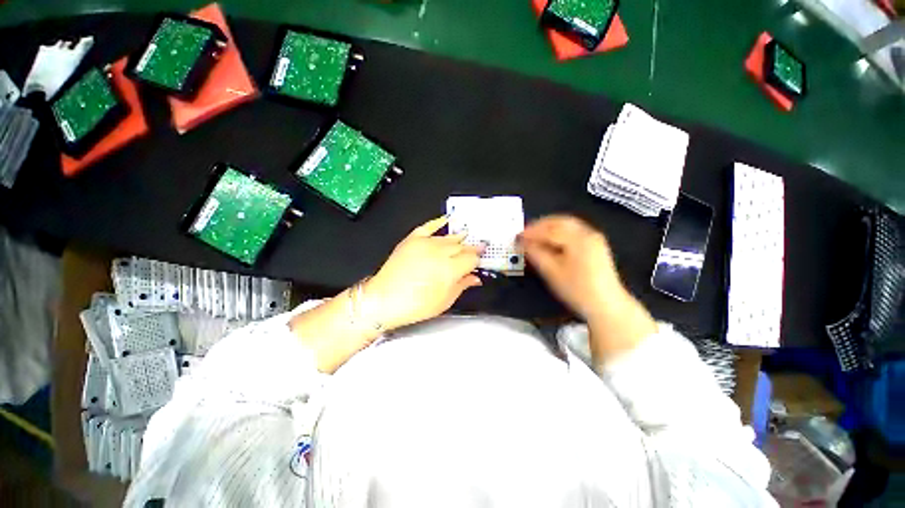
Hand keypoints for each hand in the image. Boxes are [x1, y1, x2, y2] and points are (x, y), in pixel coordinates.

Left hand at [365, 217, 481, 329]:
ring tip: (467, 236)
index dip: (478, 260)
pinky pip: (428, 226)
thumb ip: (462, 286)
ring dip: (460, 237)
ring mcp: (426, 244)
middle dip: (471, 248)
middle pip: (462, 246)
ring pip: (449, 237)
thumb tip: (474, 278)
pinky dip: (438, 222)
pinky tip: (447, 219)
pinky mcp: (412, 240)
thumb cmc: (413, 305)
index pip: (472, 258)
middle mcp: (440, 253)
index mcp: (450, 269)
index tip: (480, 261)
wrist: (383, 300)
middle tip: (477, 249)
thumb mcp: (444, 301)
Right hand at [519, 215, 655, 360]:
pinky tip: (550, 240)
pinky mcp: (595, 245)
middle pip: (560, 221)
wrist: (606, 305)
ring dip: (549, 227)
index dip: (531, 232)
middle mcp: (588, 233)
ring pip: (567, 225)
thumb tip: (523, 243)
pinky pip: (573, 231)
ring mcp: (593, 238)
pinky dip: (558, 232)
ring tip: (534, 236)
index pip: (549, 230)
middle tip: (524, 233)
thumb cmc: (576, 289)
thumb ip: (536, 254)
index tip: (517, 237)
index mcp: (578, 239)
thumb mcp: (551, 272)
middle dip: (540, 225)